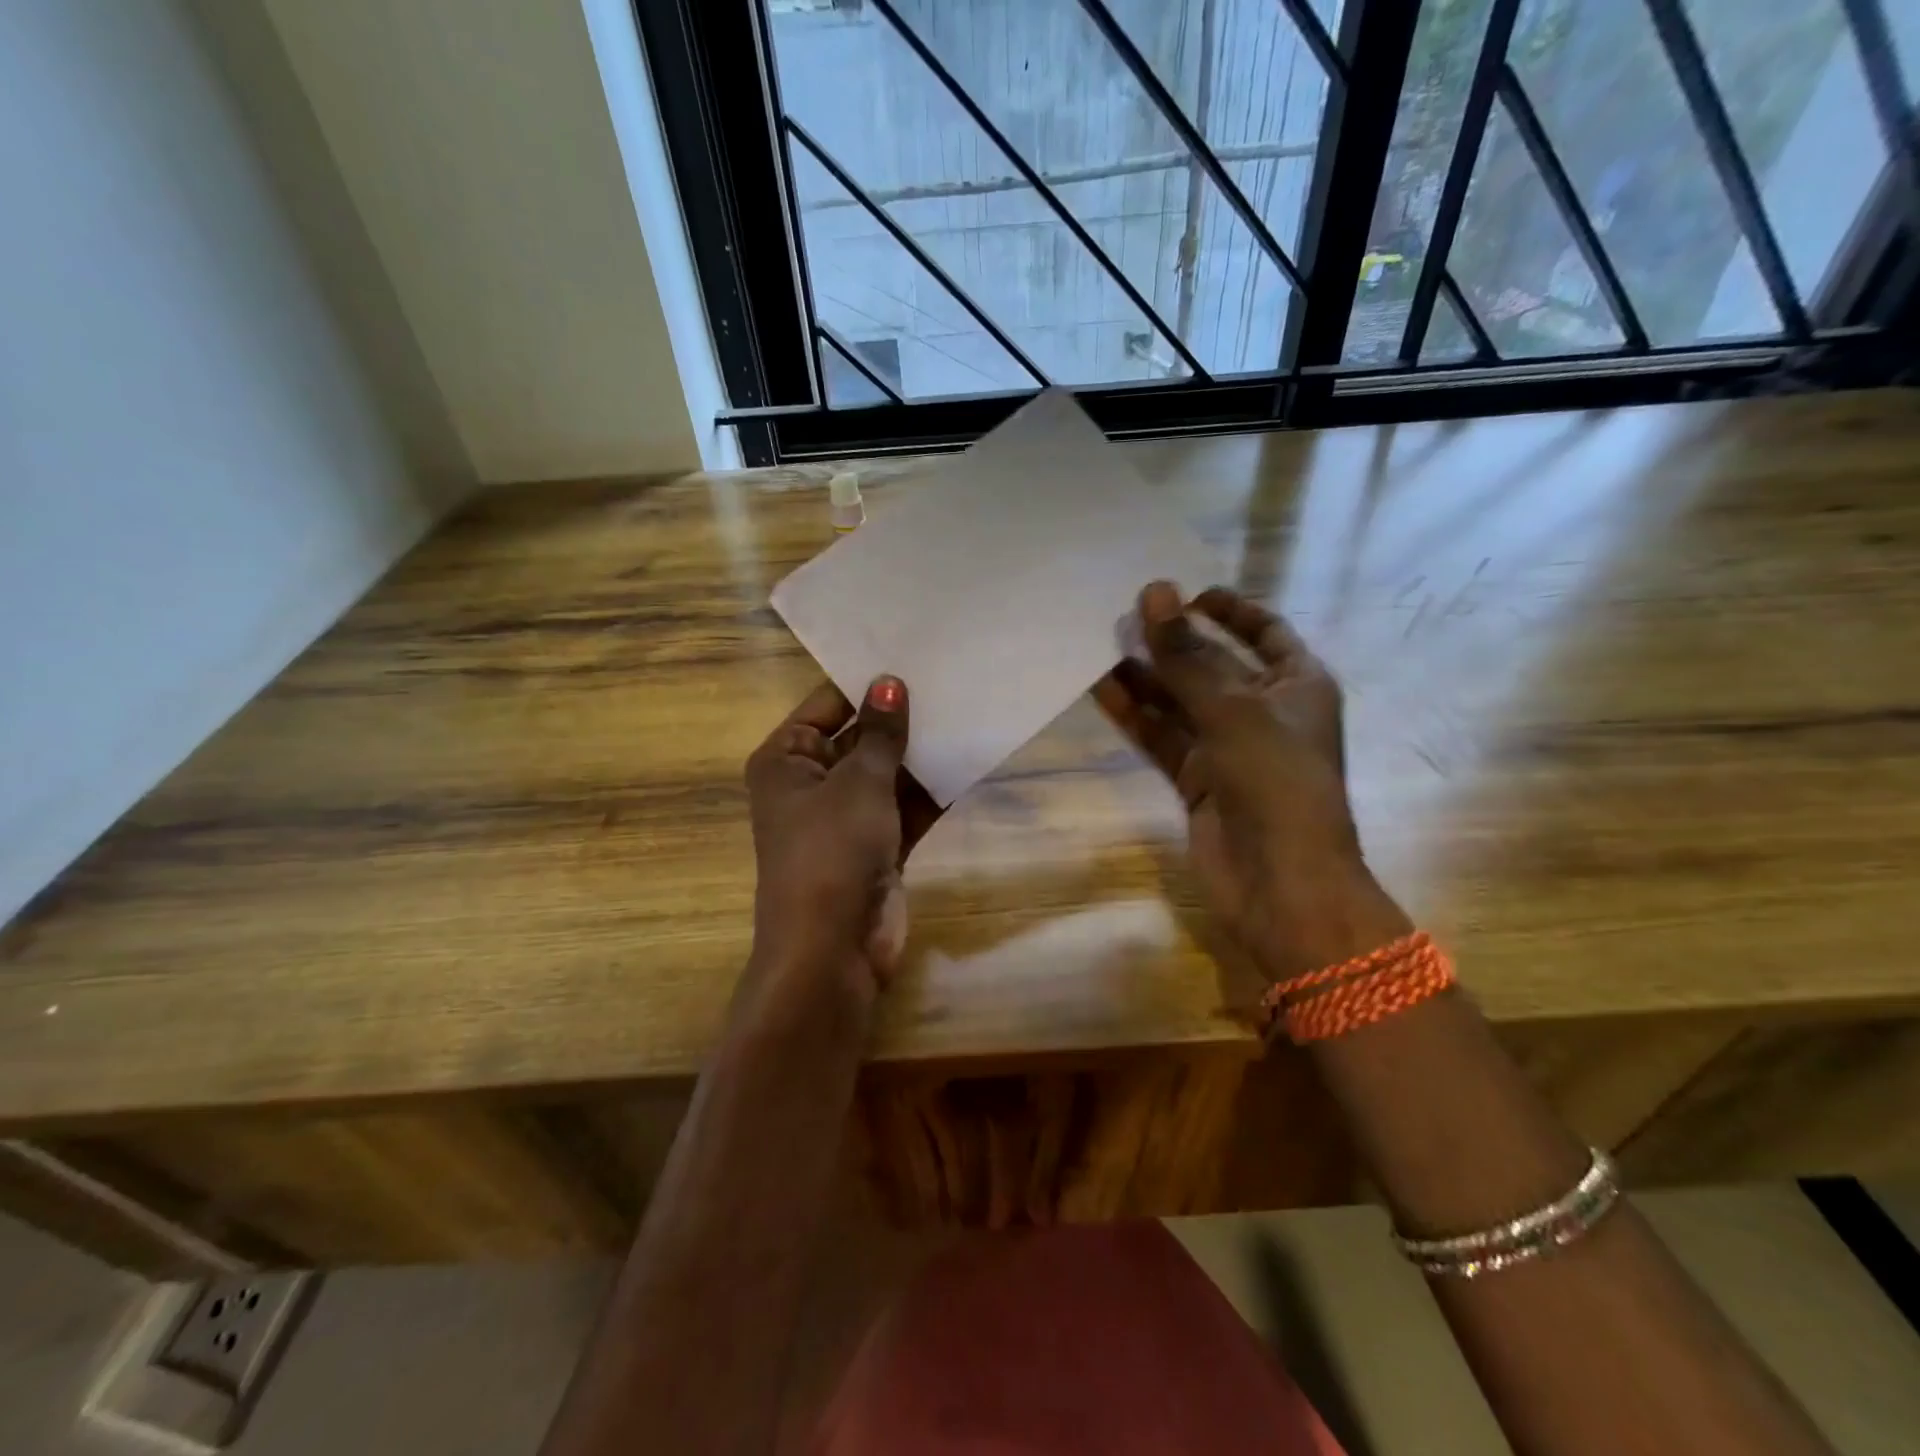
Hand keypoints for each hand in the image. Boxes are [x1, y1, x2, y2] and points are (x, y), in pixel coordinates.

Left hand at [745, 676, 940, 999]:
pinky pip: (905, 808)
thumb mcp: (859, 783)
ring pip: (887, 775)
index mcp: (786, 760)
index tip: (913, 656)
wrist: (832, 950)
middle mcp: (811, 784)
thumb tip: (890, 682)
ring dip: (920, 755)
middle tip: (950, 680)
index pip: (827, 706)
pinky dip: (930, 791)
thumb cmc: (832, 851)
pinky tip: (968, 761)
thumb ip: (881, 733)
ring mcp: (846, 819)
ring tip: (967, 712)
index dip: (867, 684)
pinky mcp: (876, 848)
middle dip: (901, 719)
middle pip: (860, 739)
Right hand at [1095, 582, 1408, 982]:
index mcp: (1297, 684)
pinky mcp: (1197, 780)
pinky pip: (1163, 737)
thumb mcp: (1234, 710)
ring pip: (1180, 701)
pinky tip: (1102, 689)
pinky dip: (1136, 714)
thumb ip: (1188, 655)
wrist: (1281, 884)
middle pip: (1213, 664)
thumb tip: (1155, 592)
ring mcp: (1228, 748)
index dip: (1228, 608)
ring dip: (1146, 675)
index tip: (1184, 592)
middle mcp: (1264, 711)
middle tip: (1124, 614)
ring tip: (1101, 644)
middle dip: (1173, 641)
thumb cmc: (1276, 783)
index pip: (1264, 630)